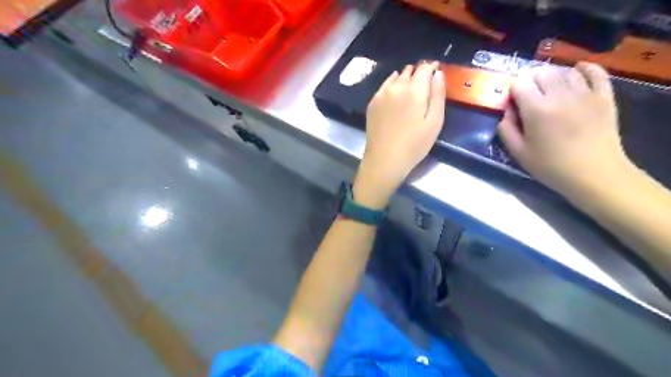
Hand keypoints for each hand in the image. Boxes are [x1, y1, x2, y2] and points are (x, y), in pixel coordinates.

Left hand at [351, 62, 443, 209]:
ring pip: (396, 77)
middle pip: (410, 71)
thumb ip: (438, 95)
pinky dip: (392, 83)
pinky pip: (384, 86)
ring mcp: (381, 94)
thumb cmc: (414, 145)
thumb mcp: (435, 122)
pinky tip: (395, 90)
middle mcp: (396, 87)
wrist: (384, 160)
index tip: (437, 69)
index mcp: (414, 90)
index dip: (432, 67)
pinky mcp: (372, 103)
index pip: (425, 68)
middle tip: (426, 80)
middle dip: (419, 72)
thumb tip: (438, 73)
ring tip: (412, 85)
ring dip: (405, 77)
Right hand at [497, 61, 635, 193]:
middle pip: (541, 72)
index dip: (513, 89)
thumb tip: (506, 112)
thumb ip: (506, 130)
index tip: (513, 101)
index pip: (520, 84)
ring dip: (553, 75)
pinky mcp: (604, 96)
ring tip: (549, 87)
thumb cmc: (551, 166)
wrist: (594, 173)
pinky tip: (577, 71)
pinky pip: (596, 72)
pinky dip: (584, 68)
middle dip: (531, 79)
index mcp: (536, 110)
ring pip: (565, 71)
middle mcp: (559, 95)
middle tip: (529, 94)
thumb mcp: (518, 152)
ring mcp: (585, 93)